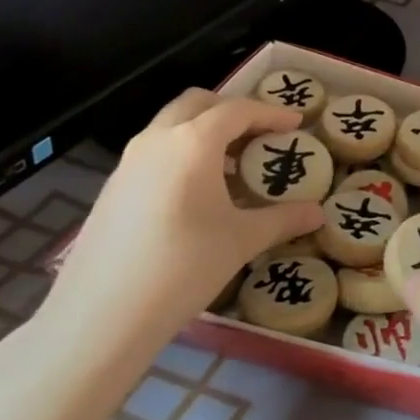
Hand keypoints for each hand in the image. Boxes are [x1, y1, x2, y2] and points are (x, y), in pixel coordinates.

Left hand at [40, 90, 322, 362]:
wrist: (100, 316)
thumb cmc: (183, 267)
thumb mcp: (242, 240)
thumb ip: (283, 219)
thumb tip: (319, 213)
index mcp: (193, 142)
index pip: (238, 111)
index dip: (271, 113)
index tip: (295, 123)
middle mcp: (157, 140)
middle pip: (198, 103)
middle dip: (232, 111)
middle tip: (259, 133)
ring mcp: (128, 162)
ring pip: (171, 125)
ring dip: (203, 131)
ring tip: (232, 165)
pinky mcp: (112, 188)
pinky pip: (154, 152)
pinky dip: (181, 153)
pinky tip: (195, 194)